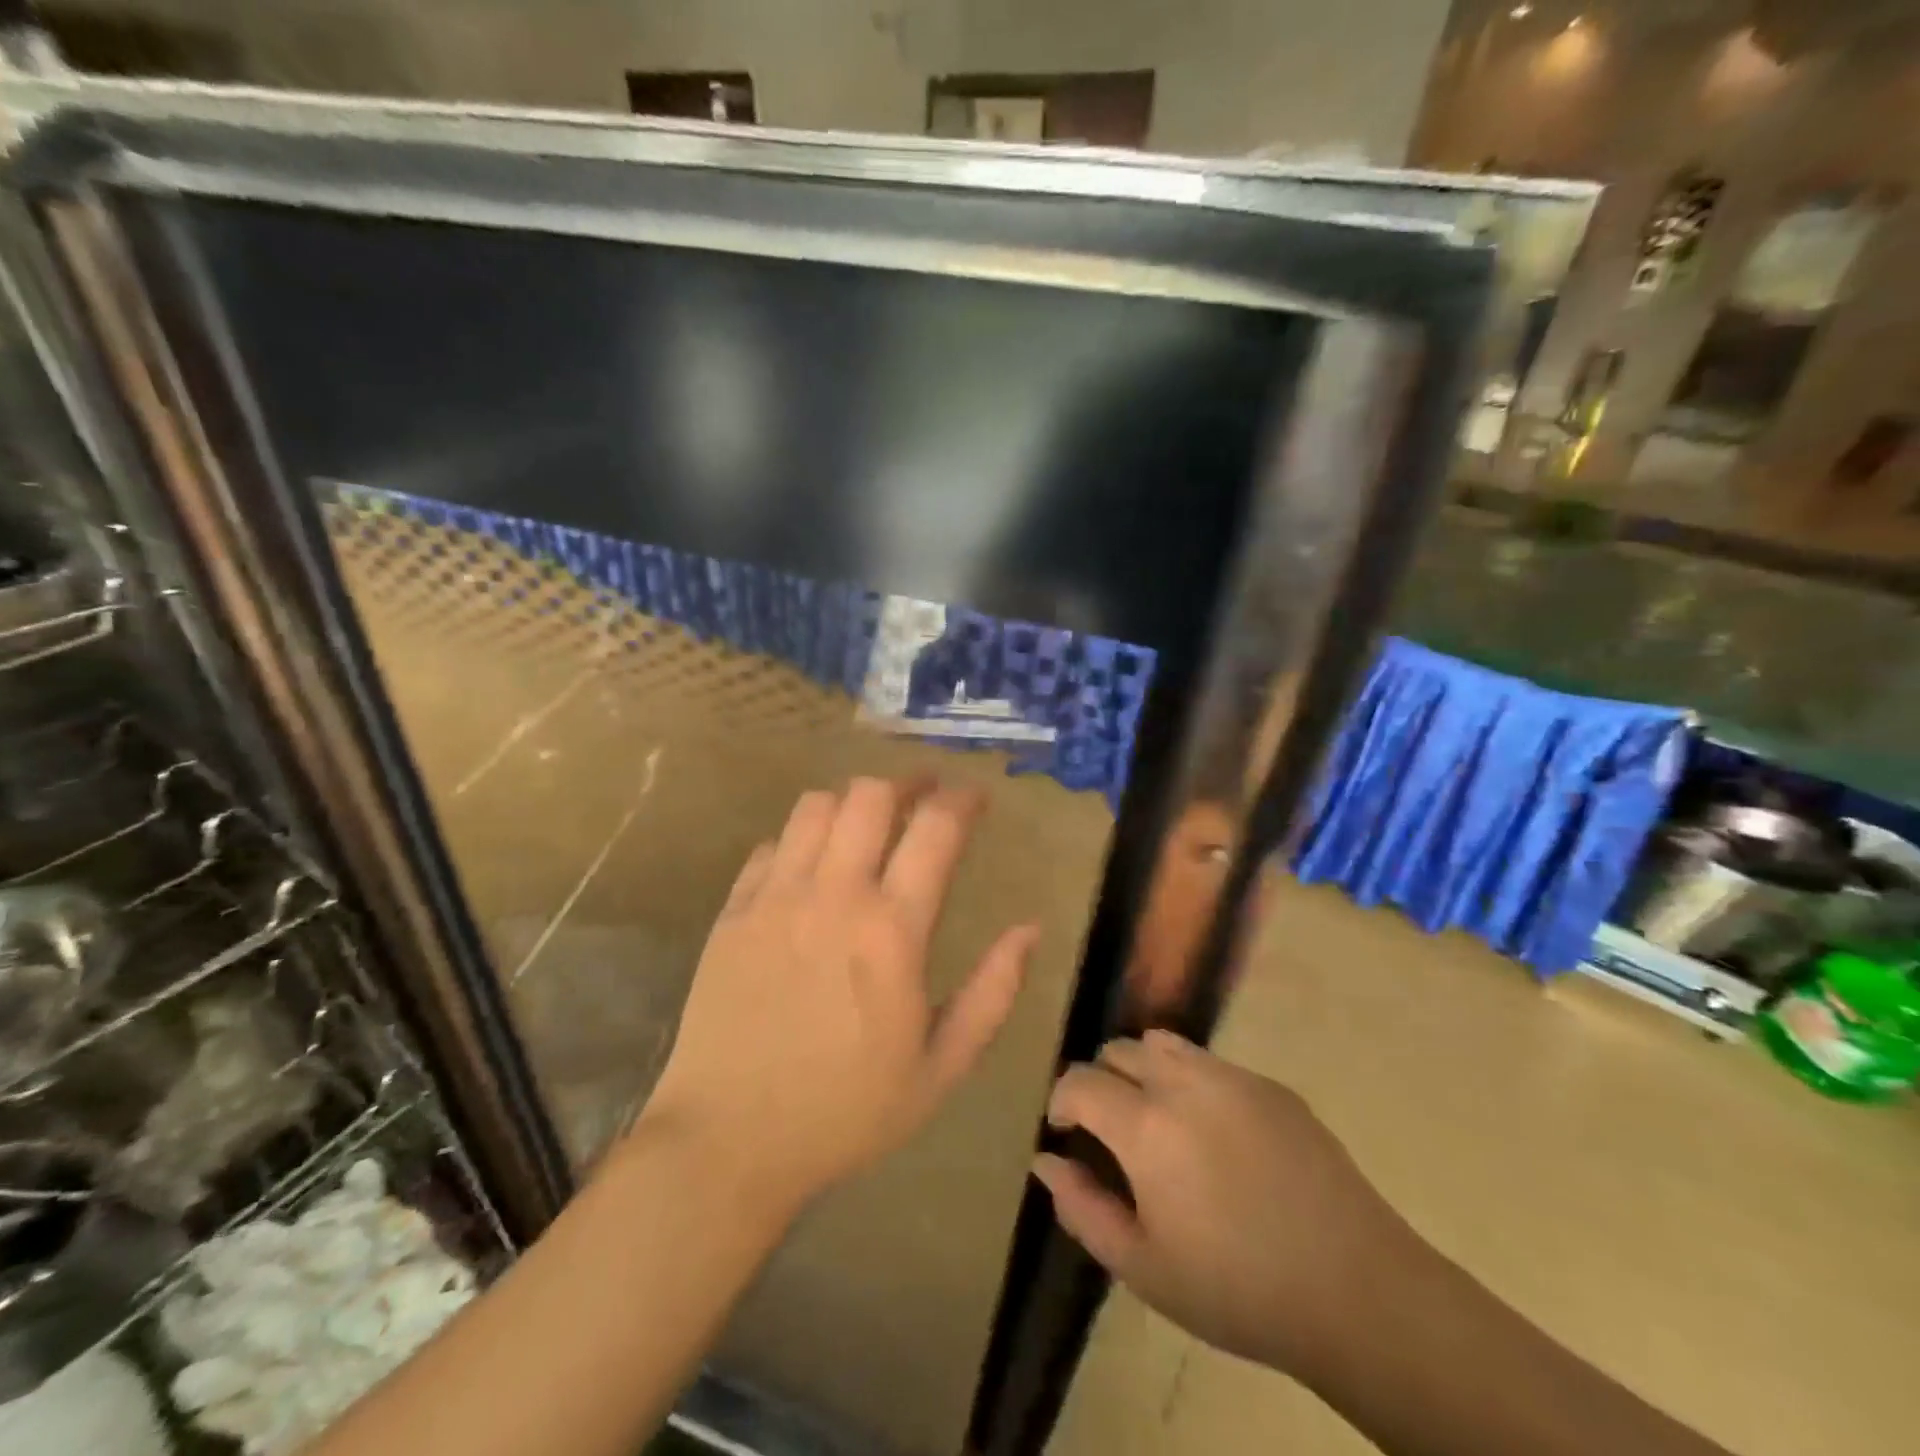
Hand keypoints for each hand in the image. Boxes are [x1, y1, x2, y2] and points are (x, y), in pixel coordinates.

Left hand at [642, 778, 1037, 1213]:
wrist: (728, 1143)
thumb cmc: (847, 1111)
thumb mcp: (942, 1067)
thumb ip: (993, 992)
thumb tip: (1030, 928)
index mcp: (892, 930)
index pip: (935, 828)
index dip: (962, 799)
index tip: (976, 796)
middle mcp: (833, 895)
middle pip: (870, 795)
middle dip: (906, 783)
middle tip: (923, 796)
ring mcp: (775, 898)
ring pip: (815, 807)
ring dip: (851, 803)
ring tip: (867, 824)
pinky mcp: (732, 912)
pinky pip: (769, 846)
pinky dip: (799, 840)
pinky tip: (810, 867)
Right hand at [1034, 1031, 1418, 1380]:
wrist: (1357, 1291)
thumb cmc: (1237, 1289)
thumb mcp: (1144, 1267)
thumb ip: (1082, 1207)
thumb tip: (1045, 1161)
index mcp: (1145, 1126)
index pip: (1080, 1080)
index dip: (1063, 1101)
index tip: (1068, 1131)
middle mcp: (1183, 1083)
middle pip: (1119, 1050)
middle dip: (1102, 1081)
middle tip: (1113, 1132)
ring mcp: (1232, 1077)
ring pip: (1164, 1044)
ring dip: (1145, 1070)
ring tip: (1159, 1121)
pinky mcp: (1271, 1085)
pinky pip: (1212, 1063)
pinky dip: (1192, 1081)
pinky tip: (1217, 1135)